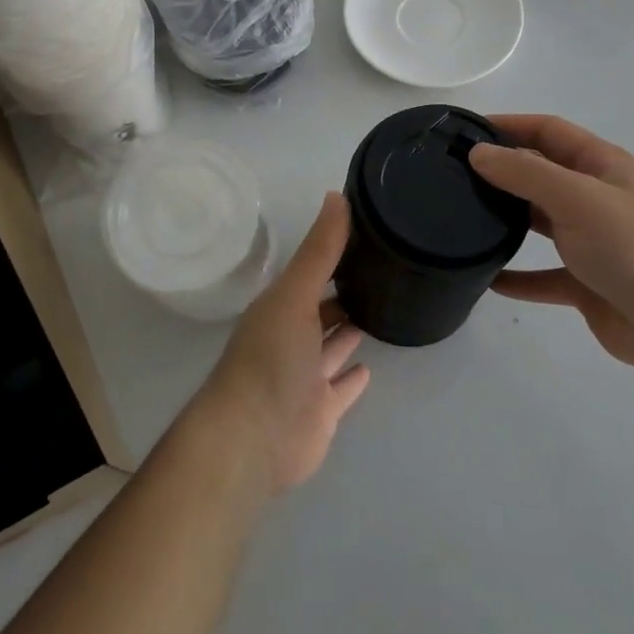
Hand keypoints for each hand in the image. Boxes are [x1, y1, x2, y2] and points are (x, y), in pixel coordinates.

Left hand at [190, 192, 370, 493]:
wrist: (253, 438)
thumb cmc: (271, 358)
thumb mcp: (294, 294)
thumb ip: (319, 250)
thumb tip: (336, 194)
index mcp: (280, 308)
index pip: (310, 276)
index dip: (332, 258)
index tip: (365, 238)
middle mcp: (291, 339)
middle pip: (320, 311)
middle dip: (342, 294)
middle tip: (380, 274)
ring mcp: (305, 378)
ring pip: (330, 348)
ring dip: (348, 332)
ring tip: (379, 310)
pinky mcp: (320, 412)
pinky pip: (340, 390)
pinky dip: (352, 379)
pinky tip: (370, 367)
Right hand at [469, 115, 633, 377]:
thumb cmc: (632, 246)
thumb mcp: (576, 197)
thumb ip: (524, 173)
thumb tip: (478, 153)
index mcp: (602, 166)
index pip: (549, 131)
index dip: (509, 124)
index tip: (465, 130)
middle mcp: (596, 198)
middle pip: (541, 174)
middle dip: (502, 171)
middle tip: (453, 175)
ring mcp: (592, 242)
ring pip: (540, 222)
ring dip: (507, 220)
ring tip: (463, 218)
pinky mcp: (586, 283)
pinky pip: (542, 275)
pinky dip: (517, 276)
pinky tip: (487, 278)